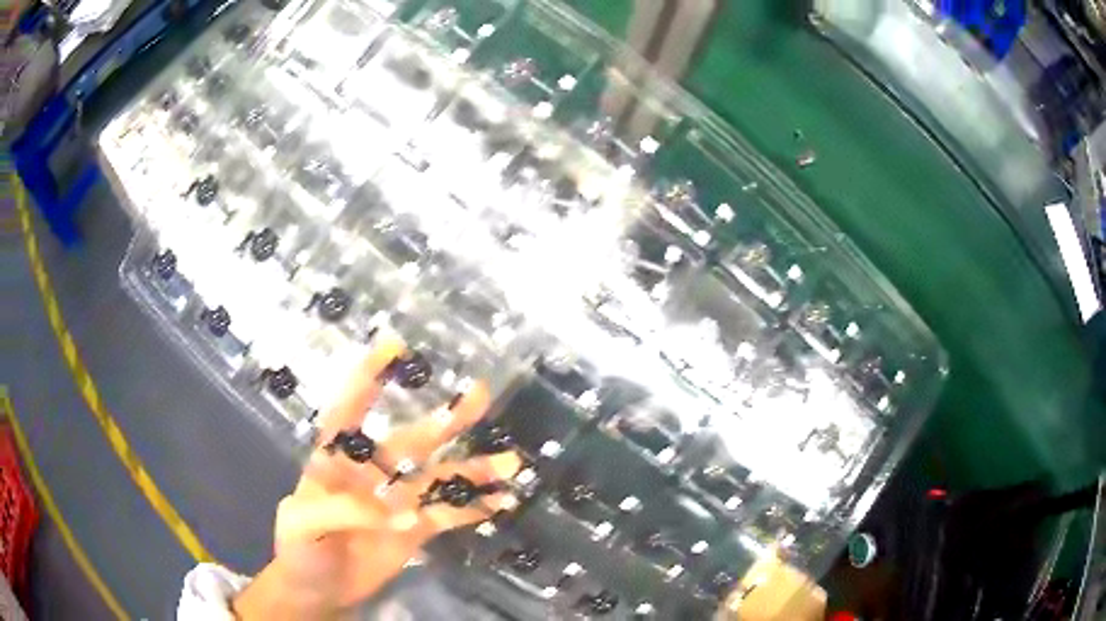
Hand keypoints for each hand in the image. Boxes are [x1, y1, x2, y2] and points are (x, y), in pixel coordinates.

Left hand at [233, 337, 521, 619]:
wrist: (317, 591)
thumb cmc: (298, 551)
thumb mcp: (302, 526)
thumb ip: (341, 509)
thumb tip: (400, 510)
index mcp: (335, 462)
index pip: (350, 411)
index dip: (368, 377)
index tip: (394, 346)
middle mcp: (370, 473)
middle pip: (410, 441)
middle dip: (444, 420)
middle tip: (479, 396)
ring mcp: (396, 502)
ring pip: (438, 479)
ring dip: (473, 470)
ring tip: (511, 462)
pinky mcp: (415, 531)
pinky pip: (447, 516)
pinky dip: (473, 509)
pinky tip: (500, 502)